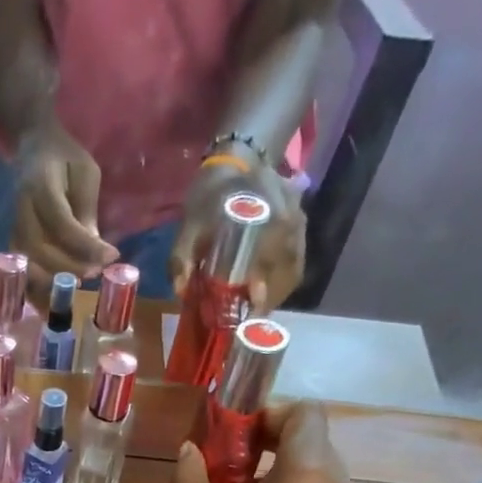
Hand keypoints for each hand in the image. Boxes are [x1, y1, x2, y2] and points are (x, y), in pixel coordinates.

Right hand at [10, 121, 119, 298]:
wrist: (34, 147)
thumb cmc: (65, 158)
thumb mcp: (85, 173)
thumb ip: (87, 210)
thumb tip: (96, 251)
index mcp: (40, 186)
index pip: (62, 224)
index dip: (86, 245)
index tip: (111, 257)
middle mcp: (22, 210)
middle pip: (40, 250)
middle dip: (70, 267)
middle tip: (96, 274)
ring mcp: (14, 228)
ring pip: (28, 265)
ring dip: (53, 282)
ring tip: (79, 284)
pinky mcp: (14, 242)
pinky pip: (23, 271)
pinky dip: (38, 288)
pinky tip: (56, 296)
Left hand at [168, 158, 305, 311]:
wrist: (235, 163)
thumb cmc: (209, 197)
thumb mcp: (189, 224)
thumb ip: (182, 257)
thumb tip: (181, 291)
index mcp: (268, 215)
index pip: (271, 263)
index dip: (261, 291)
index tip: (248, 309)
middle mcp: (292, 221)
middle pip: (286, 273)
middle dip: (266, 300)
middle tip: (245, 319)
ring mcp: (300, 226)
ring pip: (293, 272)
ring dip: (274, 296)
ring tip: (252, 313)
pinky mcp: (300, 231)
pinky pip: (295, 266)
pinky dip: (279, 285)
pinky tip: (261, 297)